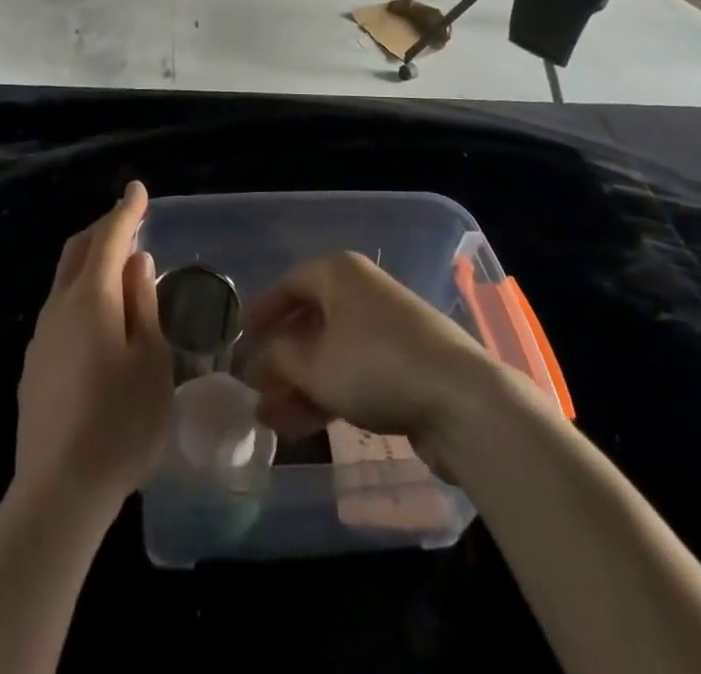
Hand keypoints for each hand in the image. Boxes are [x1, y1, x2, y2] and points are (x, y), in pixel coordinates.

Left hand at [13, 181, 172, 522]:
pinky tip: (100, 317)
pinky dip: (82, 292)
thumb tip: (137, 262)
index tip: (138, 190)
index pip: (110, 238)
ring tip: (119, 265)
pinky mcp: (35, 366)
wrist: (59, 493)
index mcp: (91, 298)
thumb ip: (143, 303)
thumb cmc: (121, 423)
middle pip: (79, 251)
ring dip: (91, 260)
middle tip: (129, 220)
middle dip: (103, 228)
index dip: (126, 211)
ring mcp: (41, 337)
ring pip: (66, 280)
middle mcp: (59, 307)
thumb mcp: (151, 360)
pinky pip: (60, 309)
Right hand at [241, 251, 506, 475]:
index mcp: (339, 273)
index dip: (263, 311)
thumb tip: (258, 360)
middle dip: (280, 359)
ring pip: (330, 353)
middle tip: (253, 388)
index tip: (241, 336)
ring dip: (299, 385)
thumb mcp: (314, 363)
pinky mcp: (403, 364)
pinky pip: (352, 373)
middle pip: (310, 321)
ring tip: (268, 420)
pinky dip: (327, 395)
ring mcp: (385, 329)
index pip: (291, 284)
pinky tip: (301, 427)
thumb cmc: (375, 365)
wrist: (460, 399)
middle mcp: (361, 292)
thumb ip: (278, 359)